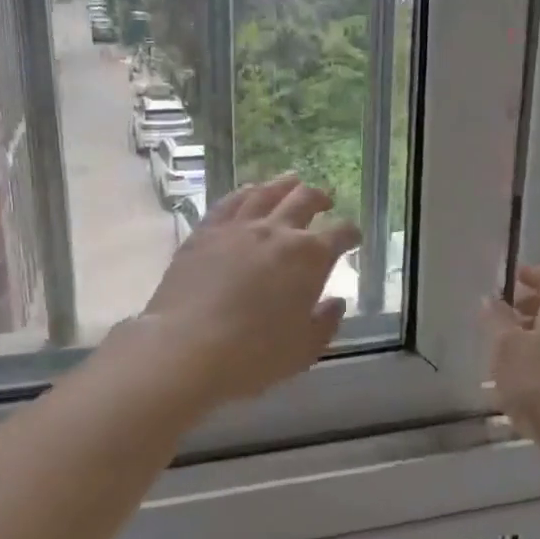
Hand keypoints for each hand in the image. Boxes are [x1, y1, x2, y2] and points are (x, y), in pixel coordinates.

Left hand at [141, 174, 360, 406]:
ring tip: (291, 183)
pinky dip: (245, 193)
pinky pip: (229, 202)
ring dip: (283, 185)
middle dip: (320, 198)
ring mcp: (237, 227)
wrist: (186, 347)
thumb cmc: (253, 355)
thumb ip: (325, 323)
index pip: (339, 234)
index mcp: (308, 257)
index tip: (353, 237)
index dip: (350, 233)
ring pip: (265, 193)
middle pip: (303, 200)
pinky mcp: (205, 232)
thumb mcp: (303, 350)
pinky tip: (248, 193)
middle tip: (325, 200)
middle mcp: (276, 232)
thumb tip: (336, 303)